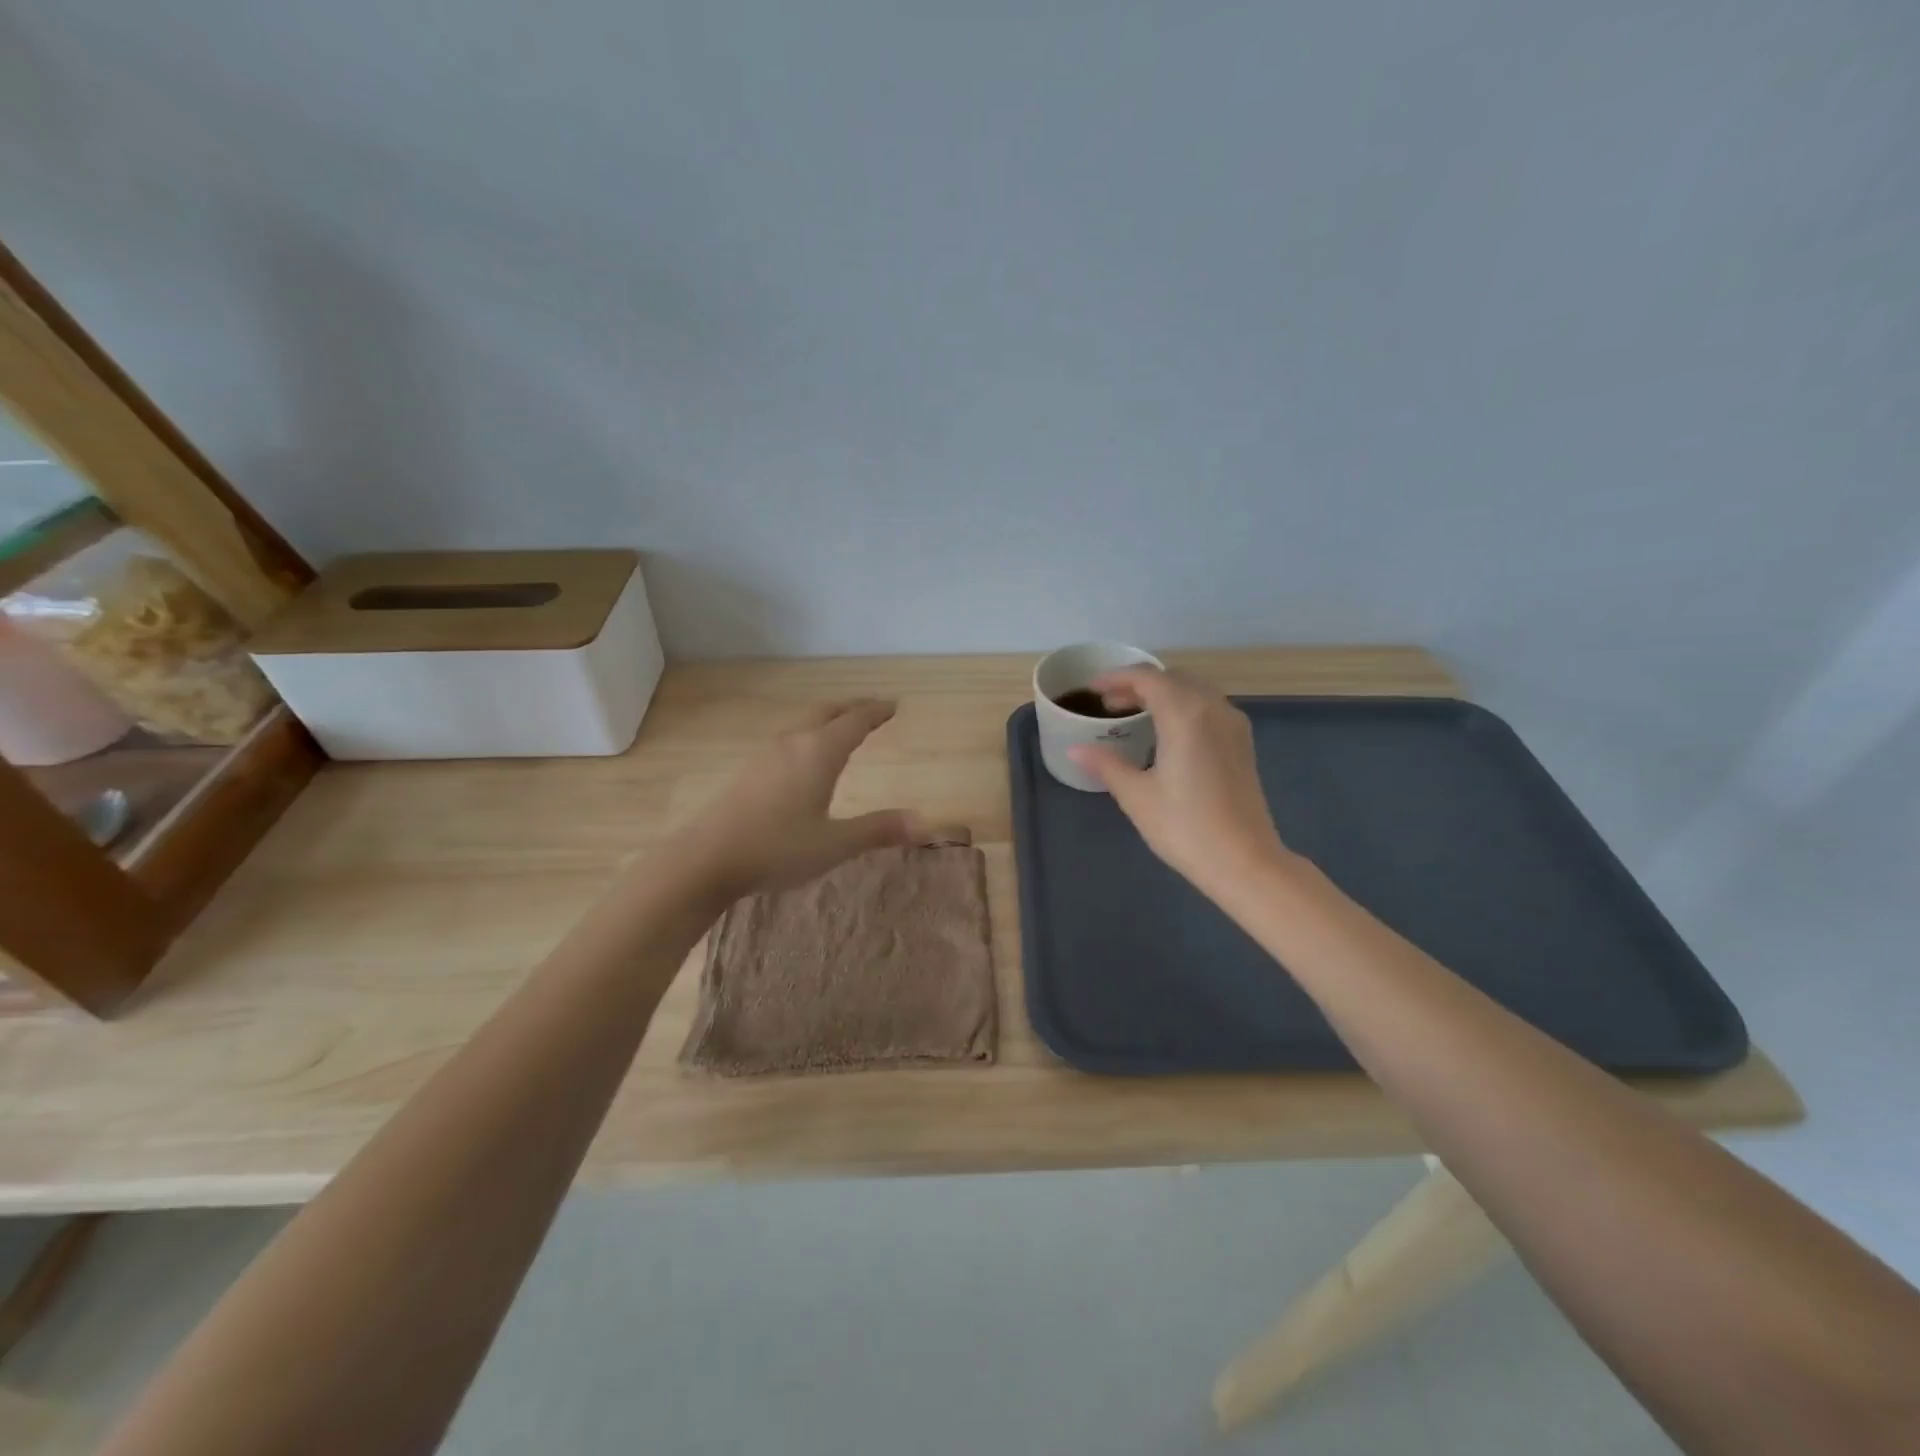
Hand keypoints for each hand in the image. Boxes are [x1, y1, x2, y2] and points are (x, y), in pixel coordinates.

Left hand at [681, 699, 922, 899]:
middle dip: (852, 709)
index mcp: (819, 752)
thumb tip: (923, 823)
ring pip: (804, 725)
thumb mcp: (836, 843)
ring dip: (828, 721)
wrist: (707, 859)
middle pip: (827, 713)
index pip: (855, 721)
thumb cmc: (778, 848)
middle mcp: (793, 743)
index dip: (876, 713)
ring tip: (842, 729)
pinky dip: (809, 736)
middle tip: (872, 709)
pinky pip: (789, 740)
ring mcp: (766, 755)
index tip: (893, 706)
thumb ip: (878, 829)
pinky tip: (804, 760)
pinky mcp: (749, 771)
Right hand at [1068, 668, 1294, 901]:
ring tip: (1134, 715)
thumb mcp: (1136, 796)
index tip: (1093, 689)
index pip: (1147, 678)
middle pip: (1172, 679)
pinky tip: (1166, 733)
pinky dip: (1182, 708)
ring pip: (1193, 691)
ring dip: (1162, 694)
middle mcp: (1213, 709)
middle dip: (1138, 685)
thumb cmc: (1185, 827)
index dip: (1117, 677)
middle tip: (1109, 703)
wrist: (1244, 862)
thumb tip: (1075, 750)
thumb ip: (1106, 765)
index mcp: (1185, 715)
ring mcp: (1233, 725)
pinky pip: (1208, 708)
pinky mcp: (1242, 744)